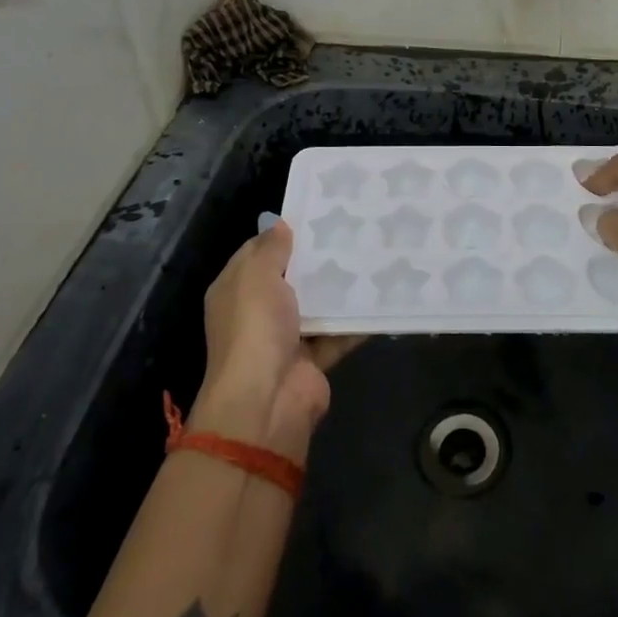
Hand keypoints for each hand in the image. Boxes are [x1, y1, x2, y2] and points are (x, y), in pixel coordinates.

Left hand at [192, 219, 359, 461]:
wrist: (267, 401)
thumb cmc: (255, 328)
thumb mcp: (257, 276)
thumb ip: (271, 248)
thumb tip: (279, 224)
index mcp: (235, 290)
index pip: (257, 253)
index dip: (282, 234)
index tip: (316, 215)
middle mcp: (258, 312)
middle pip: (291, 278)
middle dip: (317, 258)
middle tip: (352, 231)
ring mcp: (286, 337)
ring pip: (317, 304)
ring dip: (339, 288)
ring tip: (372, 255)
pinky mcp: (313, 359)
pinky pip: (338, 333)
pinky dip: (356, 321)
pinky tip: (382, 296)